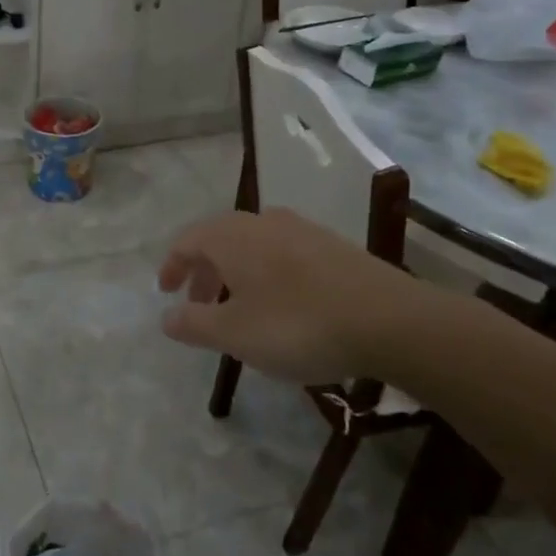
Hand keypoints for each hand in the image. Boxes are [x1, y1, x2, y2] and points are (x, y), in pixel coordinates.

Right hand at [157, 209, 453, 388]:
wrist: (389, 319)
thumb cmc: (297, 325)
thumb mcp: (235, 334)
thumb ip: (194, 324)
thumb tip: (165, 317)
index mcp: (232, 237)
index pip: (188, 240)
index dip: (172, 266)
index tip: (166, 293)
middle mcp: (263, 222)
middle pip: (220, 239)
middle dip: (203, 272)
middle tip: (199, 306)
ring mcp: (302, 230)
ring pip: (253, 245)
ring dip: (236, 273)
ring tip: (240, 307)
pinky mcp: (333, 245)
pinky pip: (283, 252)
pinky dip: (267, 274)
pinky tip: (283, 304)